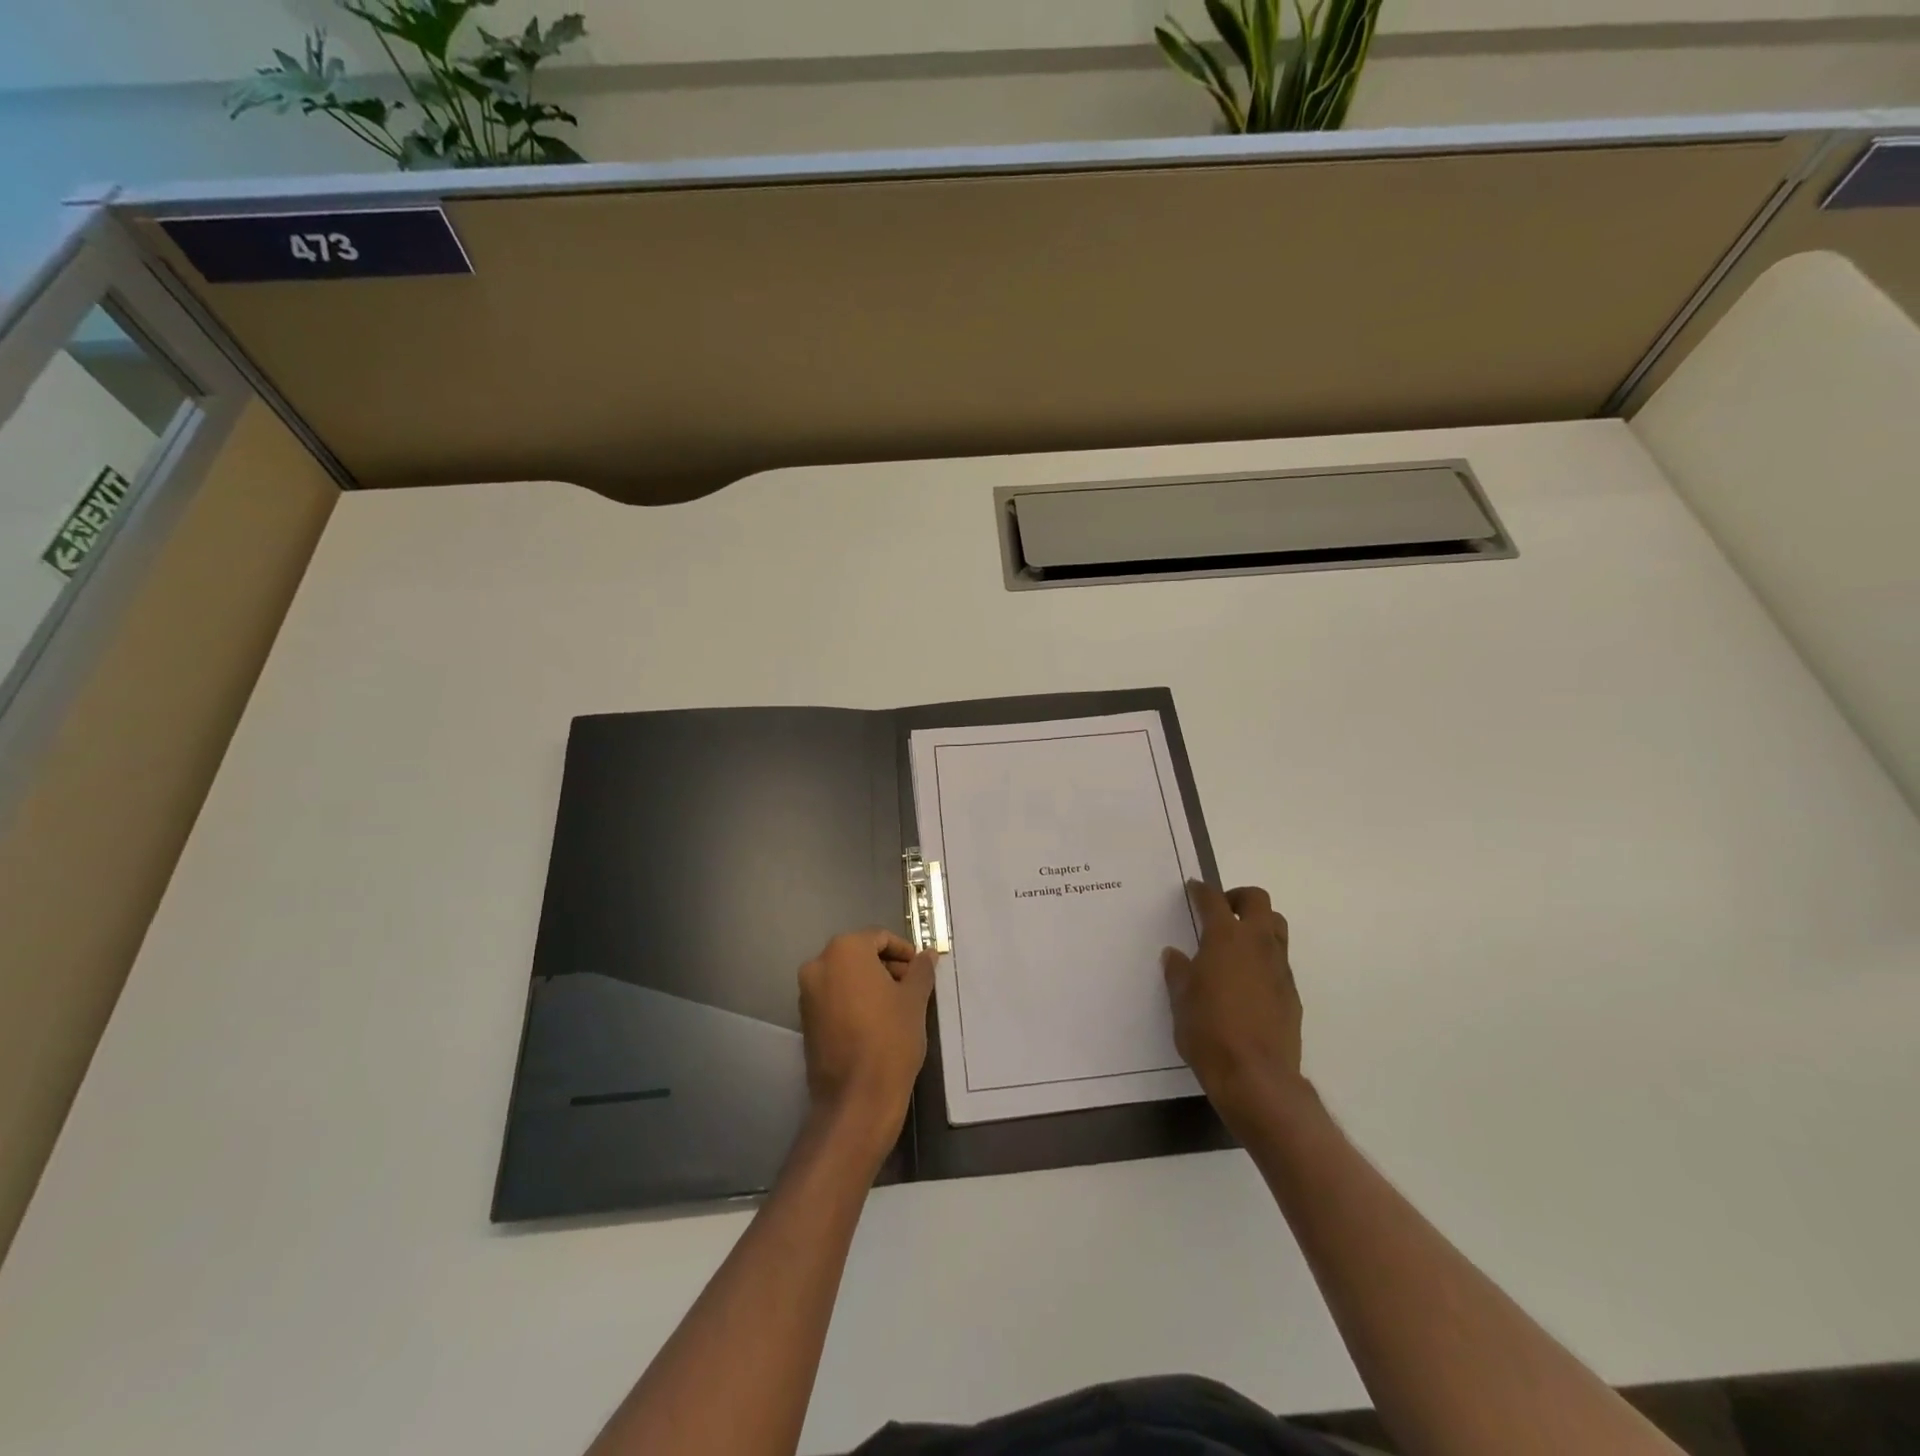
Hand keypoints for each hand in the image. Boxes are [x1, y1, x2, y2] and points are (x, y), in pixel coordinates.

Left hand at [797, 929, 936, 1160]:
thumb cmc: (890, 1039)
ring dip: (871, 984)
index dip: (904, 951)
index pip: (879, 937)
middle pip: (859, 954)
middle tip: (912, 988)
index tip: (921, 970)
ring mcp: (807, 993)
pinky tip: (876, 1022)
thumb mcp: (914, 1000)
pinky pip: (834, 997)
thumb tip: (927, 955)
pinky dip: (854, 1001)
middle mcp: (819, 965)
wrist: (856, 1099)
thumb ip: (921, 970)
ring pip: (845, 976)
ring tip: (898, 1007)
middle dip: (887, 967)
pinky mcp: (805, 1020)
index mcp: (845, 951)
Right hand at [1163, 881, 1308, 1133]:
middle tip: (1221, 911)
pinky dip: (1264, 957)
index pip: (1213, 900)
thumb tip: (1175, 955)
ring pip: (1276, 926)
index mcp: (1225, 938)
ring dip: (1258, 923)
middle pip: (1257, 900)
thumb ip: (1179, 972)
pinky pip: (1280, 960)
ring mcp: (1279, 967)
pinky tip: (1247, 979)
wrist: (1256, 1077)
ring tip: (1237, 942)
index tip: (1193, 887)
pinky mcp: (1292, 992)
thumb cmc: (1208, 1032)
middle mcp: (1256, 944)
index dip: (1201, 890)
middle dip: (1238, 898)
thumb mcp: (1181, 1000)